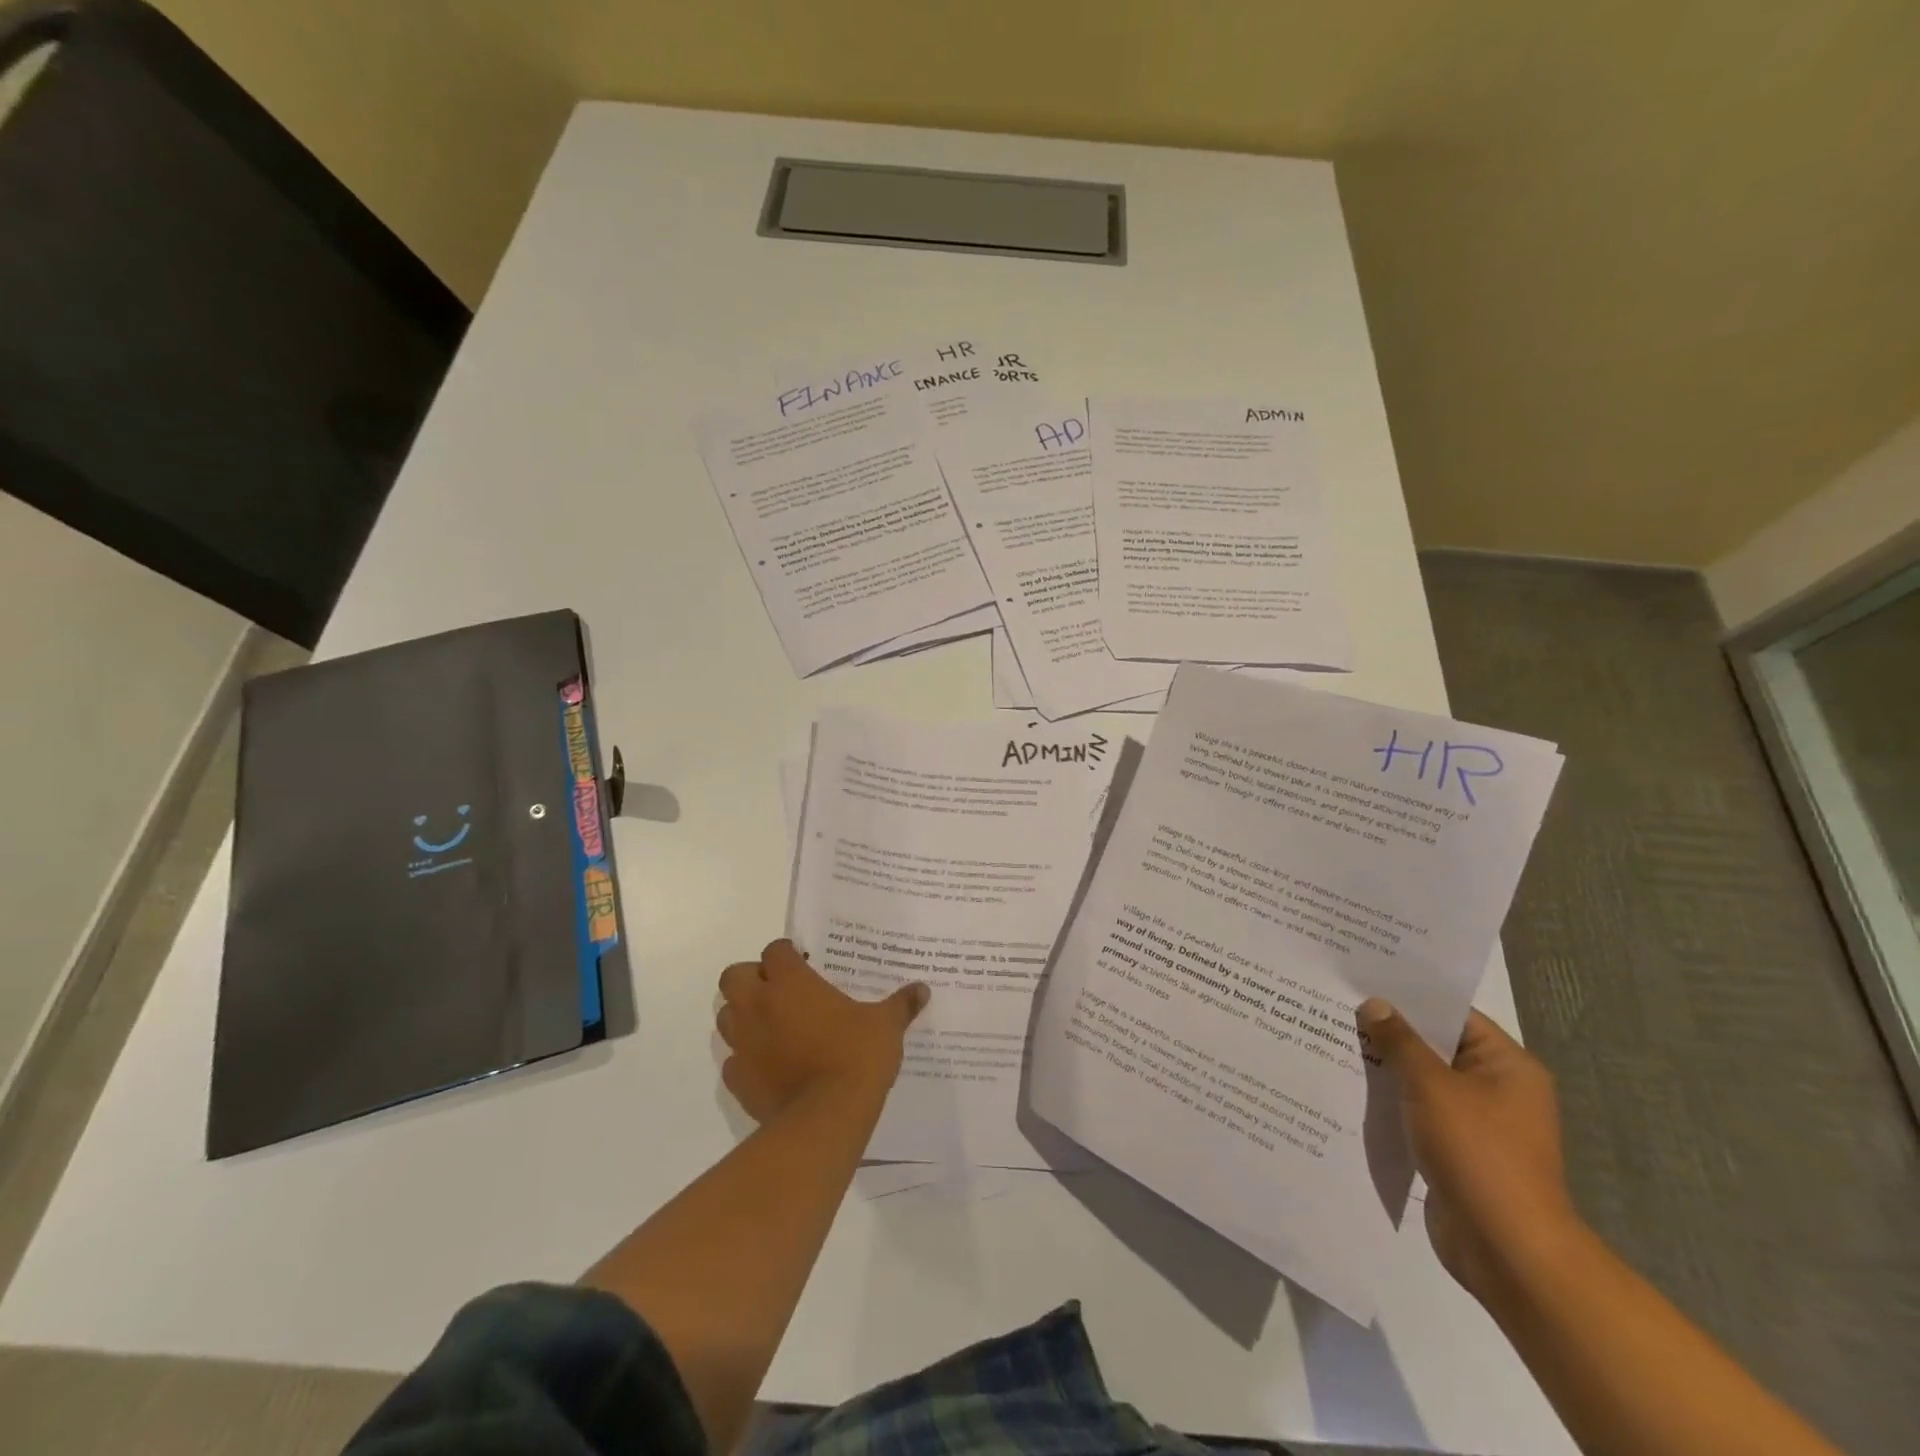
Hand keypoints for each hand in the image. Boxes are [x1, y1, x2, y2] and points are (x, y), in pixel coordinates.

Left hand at [716, 940, 929, 1123]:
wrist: (826, 1118)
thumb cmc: (856, 1057)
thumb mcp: (886, 1026)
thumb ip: (901, 1004)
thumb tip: (922, 989)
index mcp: (791, 983)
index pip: (775, 951)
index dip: (787, 954)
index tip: (803, 963)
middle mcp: (759, 1006)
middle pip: (734, 976)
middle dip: (751, 978)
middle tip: (778, 990)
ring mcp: (744, 1043)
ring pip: (726, 1016)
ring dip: (742, 1015)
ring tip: (771, 1025)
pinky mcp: (738, 1079)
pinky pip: (732, 1060)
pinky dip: (745, 1057)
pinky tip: (769, 1065)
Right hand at [1359, 1000, 1581, 1303]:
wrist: (1507, 1249)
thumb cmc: (1478, 1153)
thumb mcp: (1431, 1086)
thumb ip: (1399, 1042)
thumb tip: (1374, 1005)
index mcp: (1507, 1066)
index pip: (1453, 1014)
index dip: (1410, 996)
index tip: (1363, 979)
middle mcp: (1497, 1089)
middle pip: (1435, 1046)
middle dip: (1389, 1031)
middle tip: (1338, 1005)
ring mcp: (1477, 1123)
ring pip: (1422, 1081)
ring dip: (1385, 1068)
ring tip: (1332, 1040)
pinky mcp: (1456, 1151)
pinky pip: (1417, 1112)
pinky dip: (1389, 1101)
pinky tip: (1349, 1088)